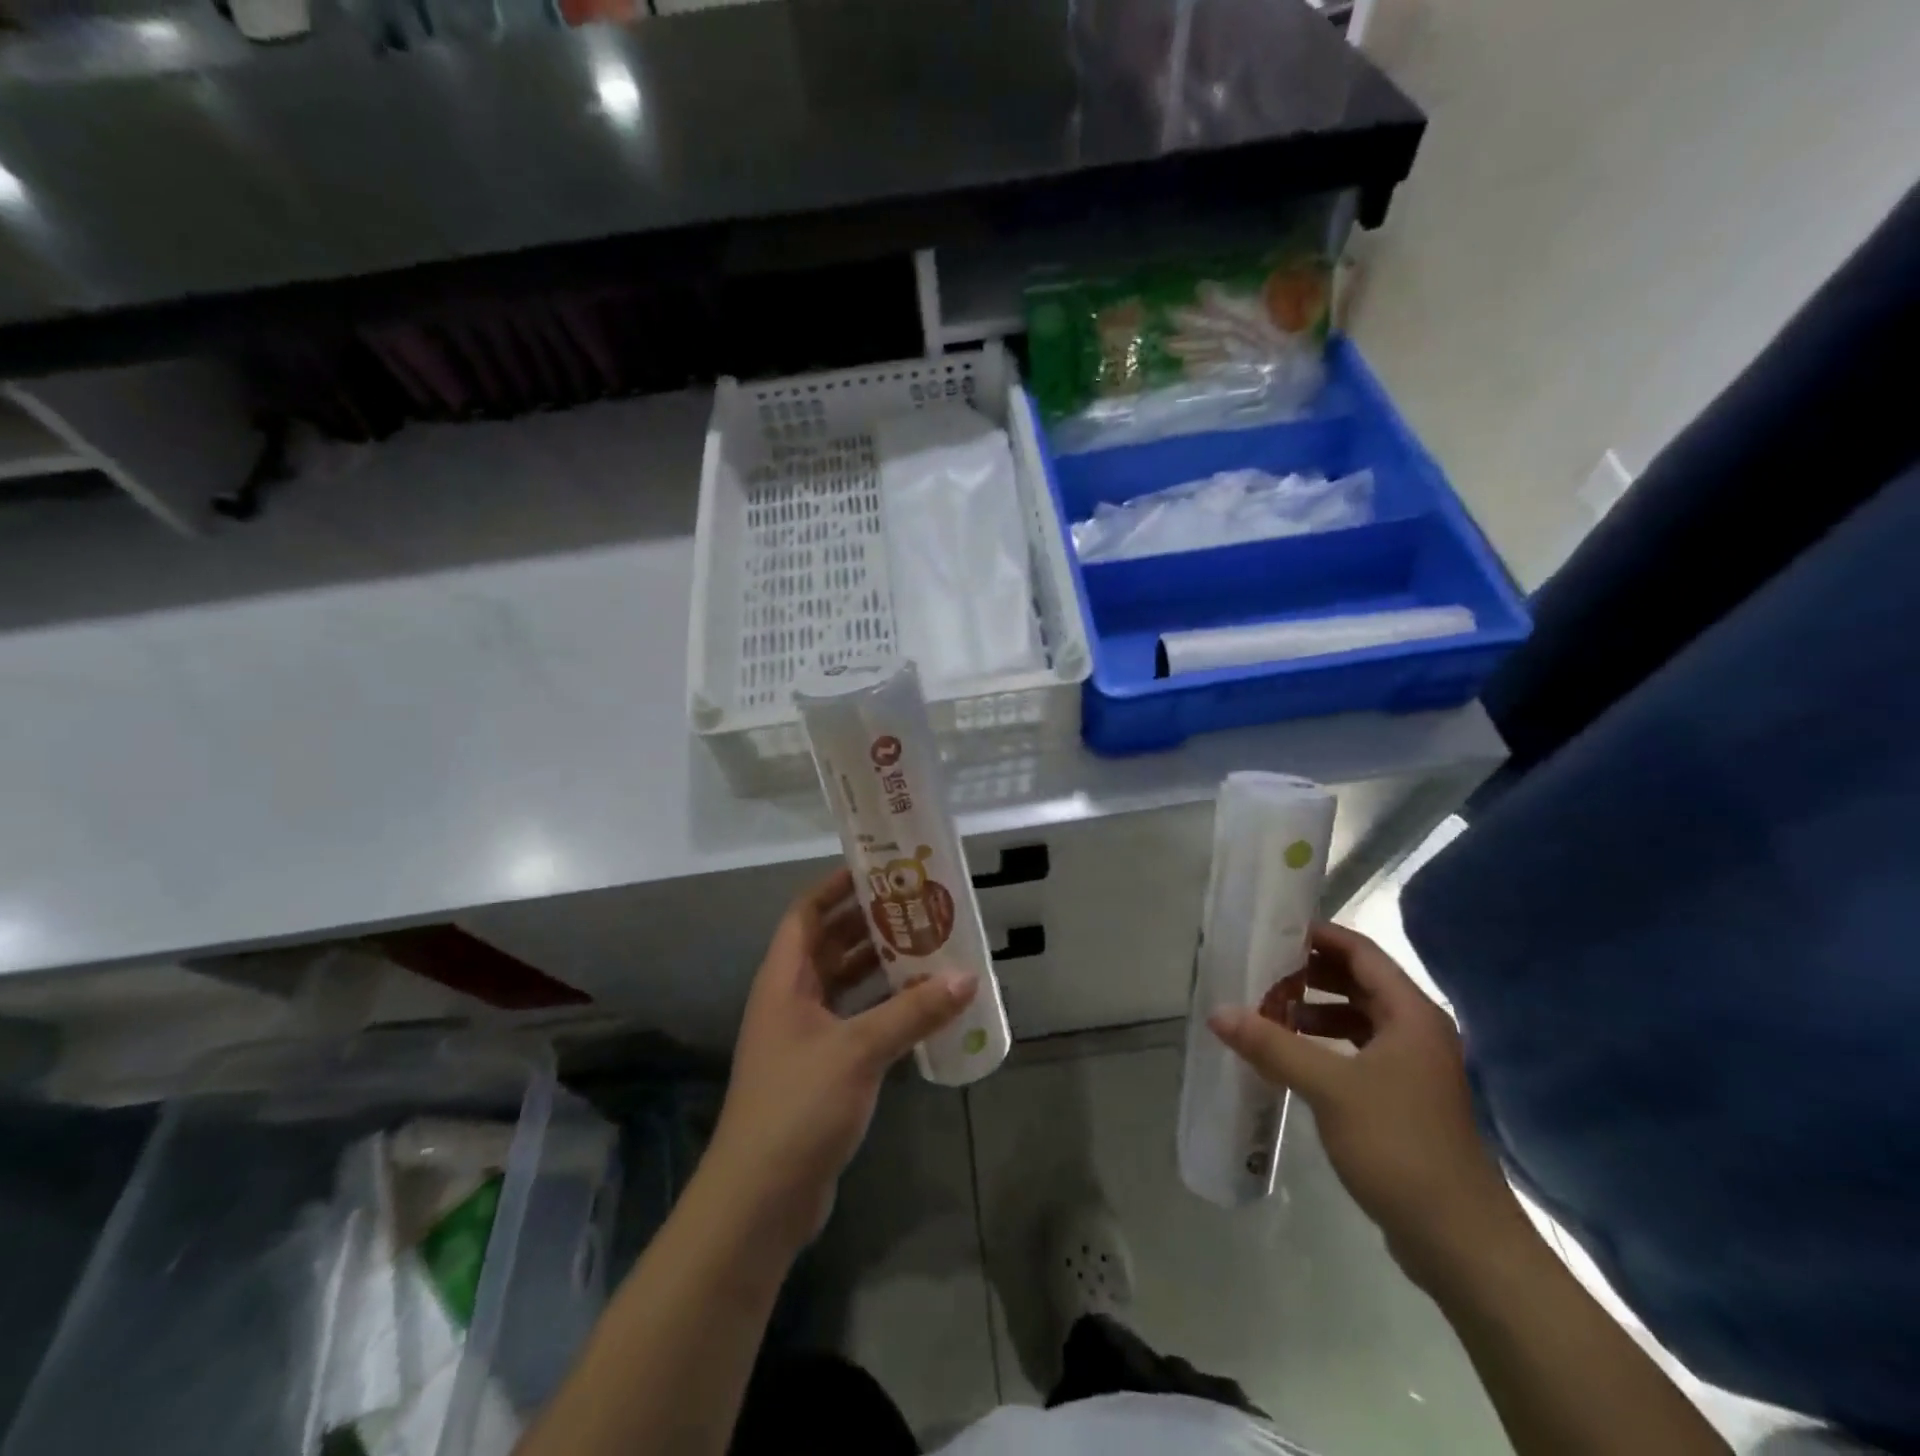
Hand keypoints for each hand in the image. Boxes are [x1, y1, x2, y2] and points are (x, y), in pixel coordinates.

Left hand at [703, 868, 977, 1252]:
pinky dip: (884, 1008)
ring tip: (928, 946)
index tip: (877, 869)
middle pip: (830, 945)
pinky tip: (921, 1006)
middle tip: (917, 905)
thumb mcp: (859, 1050)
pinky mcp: (821, 1070)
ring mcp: (804, 1037)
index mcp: (785, 980)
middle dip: (869, 923)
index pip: (806, 914)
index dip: (836, 887)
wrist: (760, 1199)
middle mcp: (791, 1000)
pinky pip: (856, 1020)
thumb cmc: (799, 1105)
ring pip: (846, 984)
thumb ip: (913, 1012)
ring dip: (881, 966)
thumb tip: (967, 976)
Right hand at [1209, 921, 1527, 1285]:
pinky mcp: (1403, 1099)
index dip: (1318, 937)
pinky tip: (1291, 1057)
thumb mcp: (1328, 1088)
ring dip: (1314, 1011)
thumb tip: (1217, 1012)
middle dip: (1309, 974)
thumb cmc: (1399, 1146)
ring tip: (1267, 1011)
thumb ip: (1272, 1045)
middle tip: (1259, 971)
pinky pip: (1357, 1051)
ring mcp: (1412, 1067)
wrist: (1460, 1241)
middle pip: (1359, 982)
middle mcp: (1416, 1031)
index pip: (1361, 953)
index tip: (1271, 931)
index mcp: (1410, 1014)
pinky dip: (1325, 1044)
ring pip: (1357, 1018)